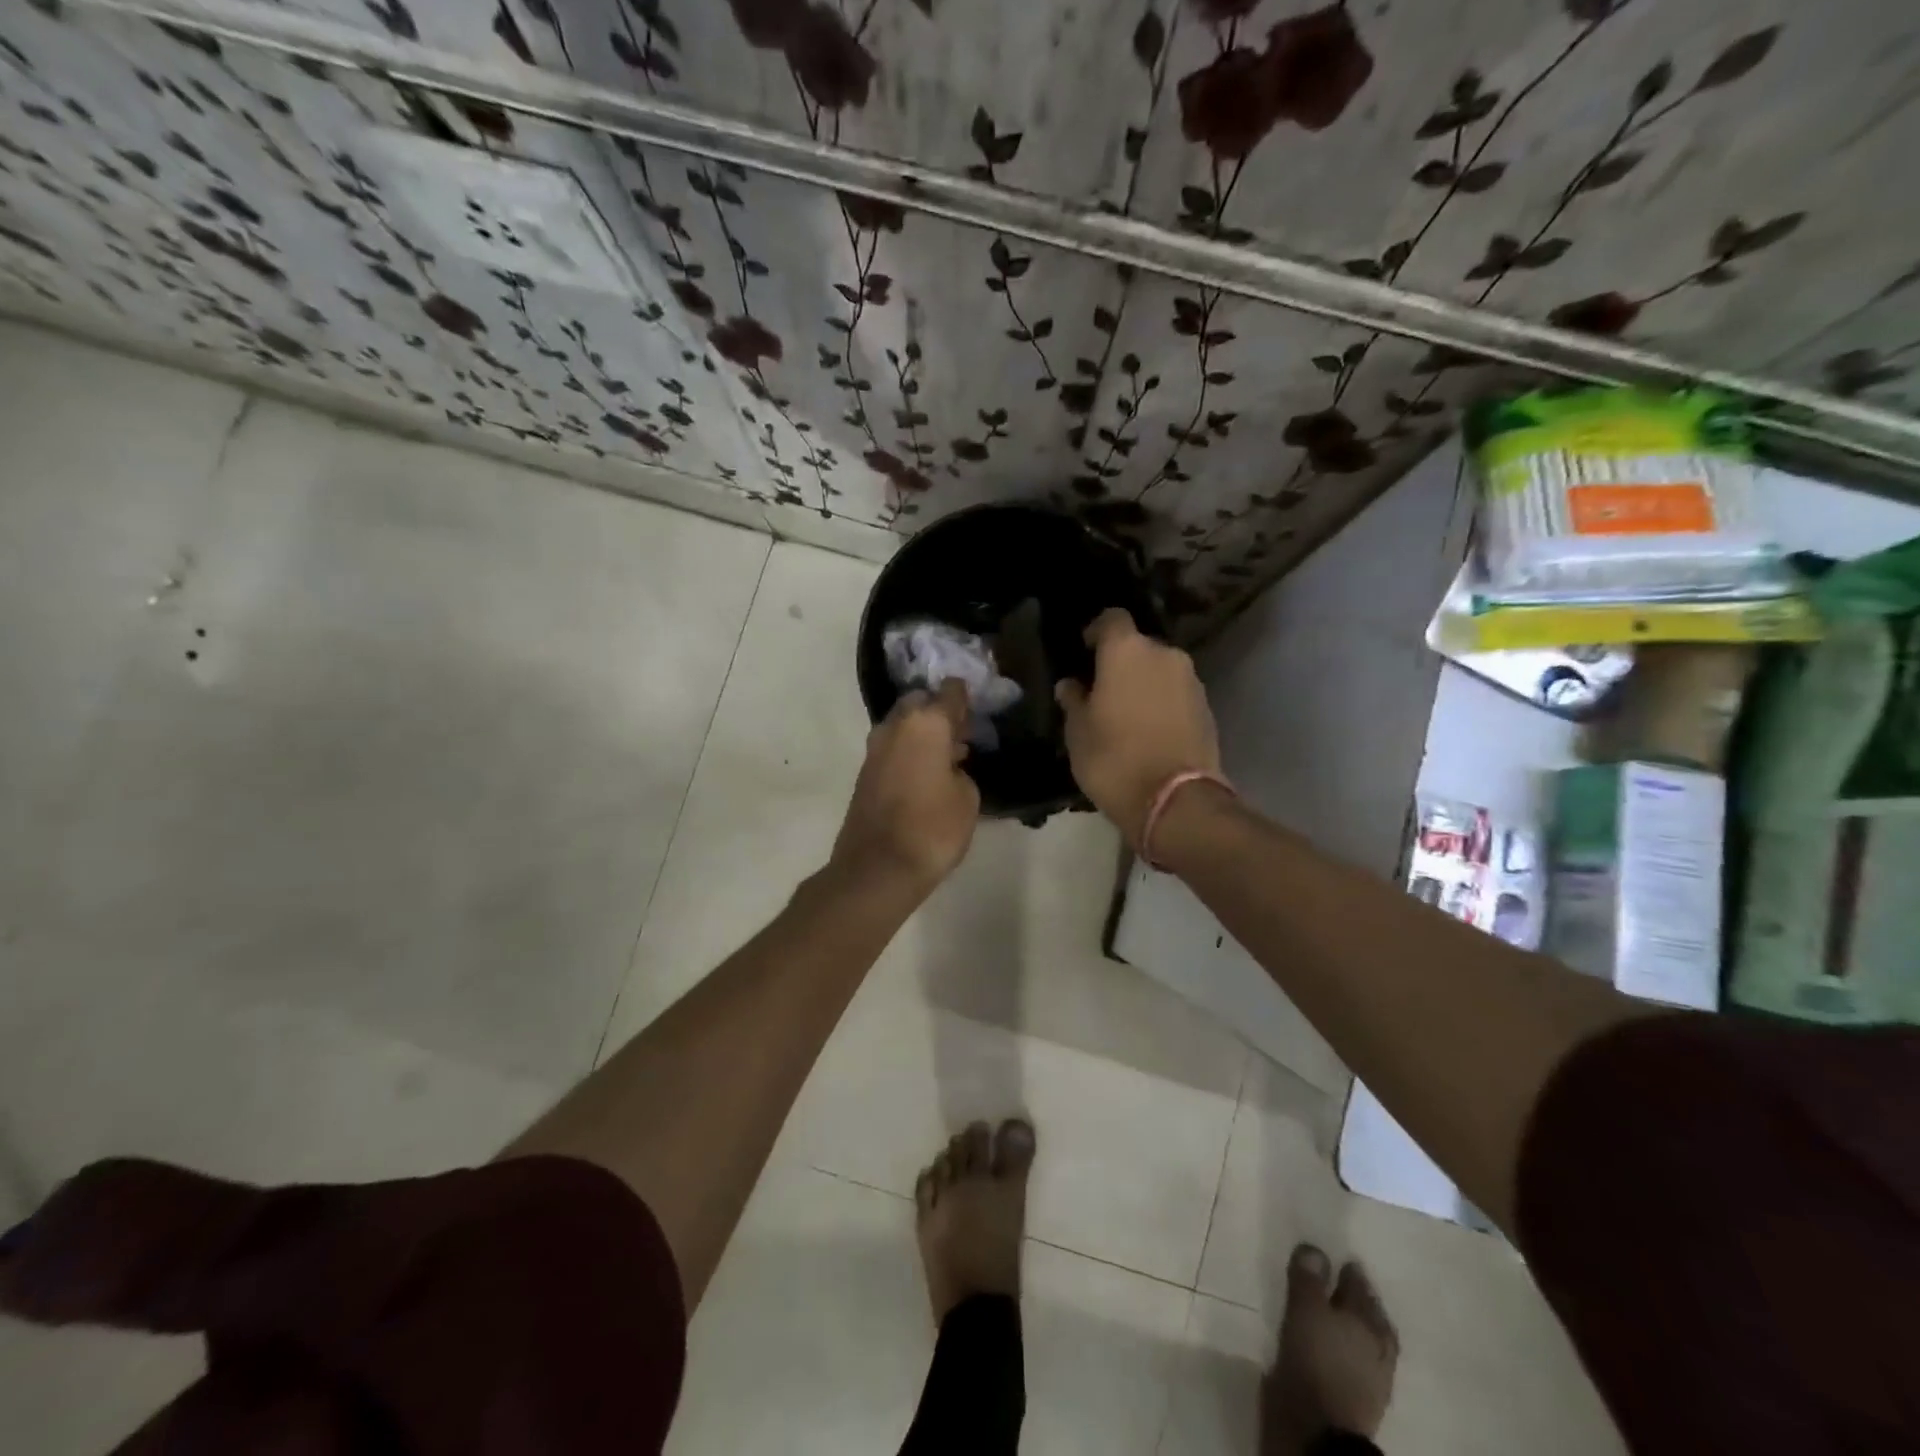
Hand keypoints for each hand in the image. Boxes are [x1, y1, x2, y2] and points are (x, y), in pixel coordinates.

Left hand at [832, 681, 980, 892]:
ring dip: (922, 733)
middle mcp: (896, 726)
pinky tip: (927, 773)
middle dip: (939, 711)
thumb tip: (948, 766)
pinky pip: (893, 748)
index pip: (950, 691)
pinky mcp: (865, 772)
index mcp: (927, 723)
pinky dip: (909, 751)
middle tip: (961, 733)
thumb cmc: (932, 828)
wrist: (877, 868)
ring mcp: (875, 748)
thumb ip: (961, 770)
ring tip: (948, 756)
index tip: (978, 707)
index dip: (966, 696)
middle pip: (920, 702)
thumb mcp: (968, 798)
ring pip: (903, 725)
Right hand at [1055, 608, 1219, 848]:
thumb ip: (1074, 701)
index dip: (1096, 631)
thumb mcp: (1078, 733)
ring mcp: (1191, 681)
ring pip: (1160, 671)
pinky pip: (1176, 695)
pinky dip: (1161, 704)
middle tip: (1101, 690)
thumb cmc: (1114, 759)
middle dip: (1120, 663)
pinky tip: (1148, 731)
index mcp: (1127, 651)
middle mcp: (1164, 655)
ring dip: (1143, 684)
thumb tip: (1071, 685)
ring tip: (1125, 714)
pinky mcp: (1207, 708)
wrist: (1176, 801)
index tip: (1084, 651)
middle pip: (1138, 646)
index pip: (1112, 619)